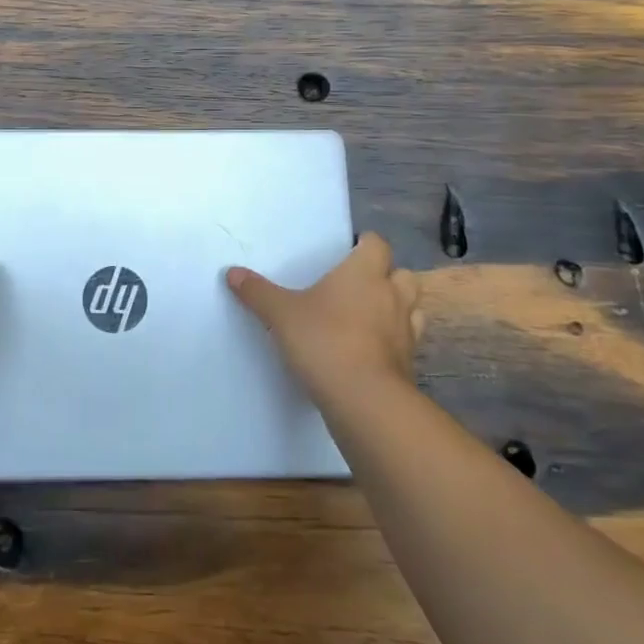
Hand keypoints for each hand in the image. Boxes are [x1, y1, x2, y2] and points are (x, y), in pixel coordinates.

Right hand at [226, 234, 423, 402]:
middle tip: (358, 285)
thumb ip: (257, 292)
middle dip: (386, 276)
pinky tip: (371, 351)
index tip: (348, 251)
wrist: (364, 400)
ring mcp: (406, 331)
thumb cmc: (324, 340)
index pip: (377, 243)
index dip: (365, 244)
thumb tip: (232, 272)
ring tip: (370, 317)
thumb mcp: (281, 314)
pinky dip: (394, 342)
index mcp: (365, 273)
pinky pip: (406, 343)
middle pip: (402, 274)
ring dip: (396, 308)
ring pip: (412, 308)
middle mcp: (392, 295)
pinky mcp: (409, 364)